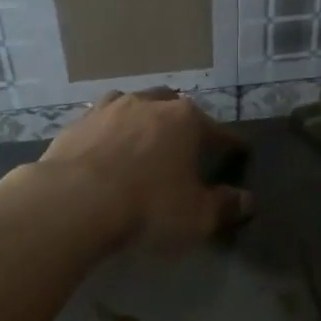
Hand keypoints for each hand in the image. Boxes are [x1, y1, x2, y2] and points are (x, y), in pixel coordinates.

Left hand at [41, 88, 250, 250]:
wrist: (73, 202)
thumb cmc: (148, 206)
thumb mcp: (198, 216)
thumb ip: (225, 206)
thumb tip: (247, 200)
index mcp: (186, 120)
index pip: (219, 131)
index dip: (232, 145)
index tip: (239, 152)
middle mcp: (149, 104)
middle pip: (175, 108)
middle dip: (184, 124)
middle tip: (187, 146)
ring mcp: (108, 109)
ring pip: (134, 107)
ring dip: (143, 121)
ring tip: (144, 141)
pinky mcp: (76, 124)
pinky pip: (101, 124)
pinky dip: (110, 135)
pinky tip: (107, 151)